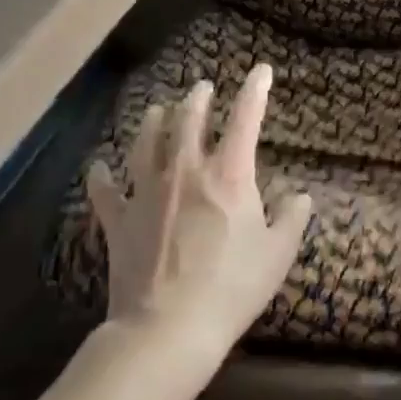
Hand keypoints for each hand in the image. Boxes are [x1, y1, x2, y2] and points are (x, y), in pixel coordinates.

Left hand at [84, 64, 310, 360]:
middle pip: (189, 120)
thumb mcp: (277, 254)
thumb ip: (291, 219)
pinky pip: (105, 191)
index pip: (245, 118)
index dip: (255, 90)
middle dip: (198, 99)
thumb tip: (301, 197)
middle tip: (202, 88)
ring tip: (156, 109)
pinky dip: (102, 177)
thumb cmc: (233, 288)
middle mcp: (186, 171)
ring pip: (146, 143)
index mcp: (229, 174)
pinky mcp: (120, 220)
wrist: (168, 329)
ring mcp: (147, 193)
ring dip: (153, 122)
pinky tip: (99, 167)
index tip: (261, 70)